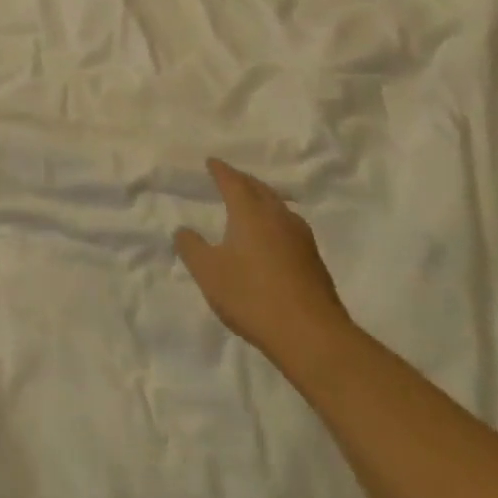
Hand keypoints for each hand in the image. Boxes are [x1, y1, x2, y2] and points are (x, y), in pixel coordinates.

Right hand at [174, 159, 350, 367]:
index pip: (234, 182)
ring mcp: (301, 239)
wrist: (311, 335)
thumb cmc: (251, 296)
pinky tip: (272, 237)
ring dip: (263, 200)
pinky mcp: (314, 261)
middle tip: (231, 177)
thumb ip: (191, 247)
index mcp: (251, 213)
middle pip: (260, 190)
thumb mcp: (208, 272)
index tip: (211, 162)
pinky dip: (275, 221)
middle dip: (244, 181)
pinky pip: (289, 227)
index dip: (221, 171)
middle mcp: (278, 218)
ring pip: (279, 208)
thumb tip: (183, 230)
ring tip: (252, 203)